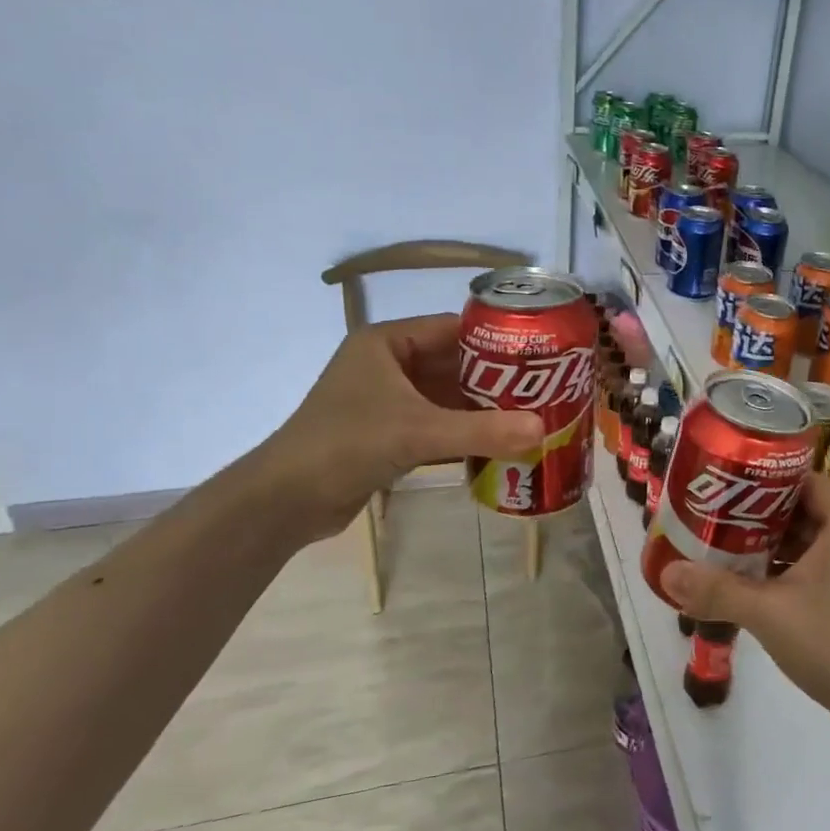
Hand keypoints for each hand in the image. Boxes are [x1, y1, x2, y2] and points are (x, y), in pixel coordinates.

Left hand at [249, 314, 542, 540]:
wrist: (285, 501)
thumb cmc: (347, 445)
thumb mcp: (418, 433)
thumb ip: (482, 431)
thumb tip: (543, 430)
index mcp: (387, 342)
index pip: (454, 329)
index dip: (497, 340)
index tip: (540, 355)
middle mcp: (388, 364)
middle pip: (455, 364)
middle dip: (497, 380)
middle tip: (544, 390)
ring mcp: (388, 400)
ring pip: (448, 397)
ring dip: (483, 409)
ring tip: (532, 416)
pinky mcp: (389, 432)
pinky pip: (438, 423)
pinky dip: (466, 432)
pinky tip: (501, 442)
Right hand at [663, 474, 829, 736]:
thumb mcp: (768, 613)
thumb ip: (717, 590)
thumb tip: (667, 574)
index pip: (804, 480)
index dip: (764, 482)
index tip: (727, 488)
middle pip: (809, 510)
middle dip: (763, 516)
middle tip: (720, 519)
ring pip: (818, 541)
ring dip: (779, 546)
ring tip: (732, 549)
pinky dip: (798, 569)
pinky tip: (763, 586)